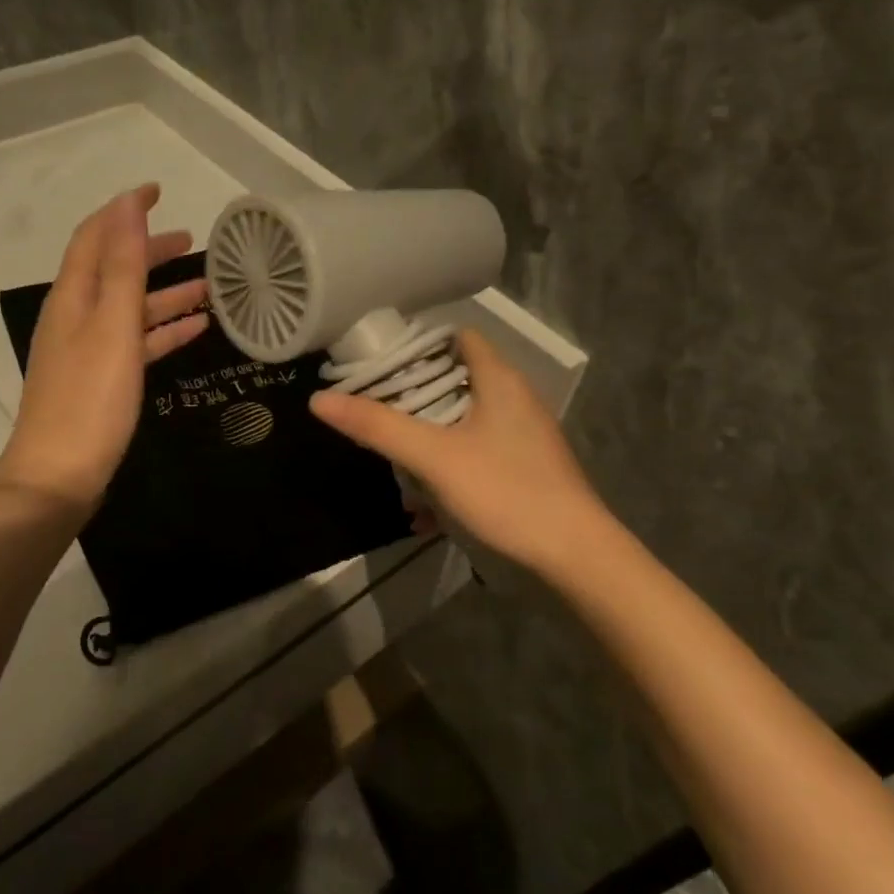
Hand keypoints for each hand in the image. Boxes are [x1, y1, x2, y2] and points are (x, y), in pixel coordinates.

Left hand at [0, 184, 208, 514]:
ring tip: (208, 287)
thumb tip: (127, 205)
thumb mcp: (112, 327)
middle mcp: (75, 317)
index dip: (124, 211)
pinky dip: (164, 331)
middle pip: (114, 270)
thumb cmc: (90, 399)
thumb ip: (122, 266)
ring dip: (166, 293)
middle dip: (150, 251)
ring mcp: (87, 351)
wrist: (58, 478)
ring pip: (130, 308)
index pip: (95, 236)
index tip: (159, 191)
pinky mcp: (101, 382)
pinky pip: (136, 343)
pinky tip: (197, 329)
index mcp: (73, 297)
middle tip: (192, 241)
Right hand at [310, 329, 604, 577]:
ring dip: (426, 437)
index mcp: (499, 380)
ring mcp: (521, 436)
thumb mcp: (434, 457)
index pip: (457, 337)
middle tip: (373, 410)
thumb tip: (319, 399)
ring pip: (462, 422)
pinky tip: (424, 505)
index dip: (417, 344)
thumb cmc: (506, 491)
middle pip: (455, 380)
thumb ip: (378, 427)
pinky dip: (447, 468)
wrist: (574, 556)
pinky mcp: (523, 468)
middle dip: (413, 397)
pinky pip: (474, 454)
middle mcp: (514, 399)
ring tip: (391, 459)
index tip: (378, 362)